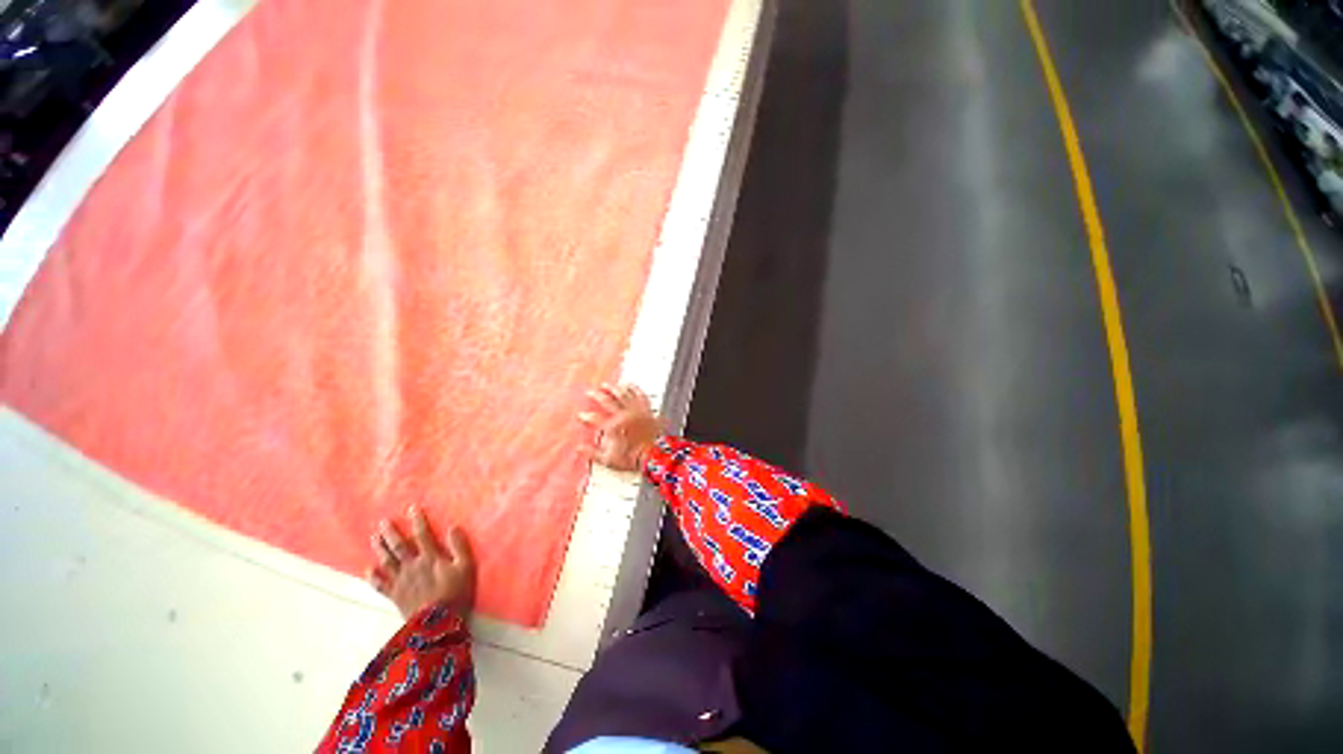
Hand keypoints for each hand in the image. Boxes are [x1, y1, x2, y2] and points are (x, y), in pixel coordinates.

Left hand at [367, 506, 475, 619]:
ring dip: (380, 549)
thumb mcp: (466, 567)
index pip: (423, 534)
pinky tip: (368, 569)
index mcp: (431, 557)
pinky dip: (373, 577)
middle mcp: (412, 566)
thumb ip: (460, 546)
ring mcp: (401, 581)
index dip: (418, 521)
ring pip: (387, 562)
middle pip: (399, 546)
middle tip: (383, 522)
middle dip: (391, 533)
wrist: (437, 622)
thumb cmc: (456, 592)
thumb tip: (453, 526)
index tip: (412, 508)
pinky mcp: (395, 595)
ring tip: (374, 537)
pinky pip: (380, 585)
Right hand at [579, 383, 661, 472]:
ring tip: (606, 385)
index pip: (595, 418)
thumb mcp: (609, 460)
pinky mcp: (646, 409)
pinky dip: (633, 388)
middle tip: (589, 392)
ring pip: (622, 394)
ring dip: (613, 388)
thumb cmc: (633, 458)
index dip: (586, 416)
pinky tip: (629, 385)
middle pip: (607, 401)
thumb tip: (579, 448)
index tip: (580, 415)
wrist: (655, 455)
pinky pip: (639, 394)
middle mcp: (623, 415)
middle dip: (596, 395)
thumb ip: (592, 453)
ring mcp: (636, 410)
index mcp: (613, 427)